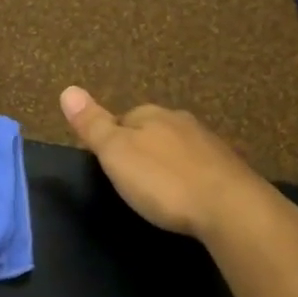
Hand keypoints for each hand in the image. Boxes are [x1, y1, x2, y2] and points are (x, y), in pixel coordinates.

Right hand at [60, 86, 273, 239]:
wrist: (229, 208)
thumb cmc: (163, 180)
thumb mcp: (115, 153)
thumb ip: (92, 124)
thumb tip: (68, 89)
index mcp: (151, 115)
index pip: (123, 118)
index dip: (112, 139)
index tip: (108, 164)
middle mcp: (181, 121)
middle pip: (152, 130)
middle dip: (142, 149)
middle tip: (131, 180)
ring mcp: (209, 144)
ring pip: (178, 148)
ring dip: (167, 163)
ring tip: (159, 190)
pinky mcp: (229, 169)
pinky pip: (200, 168)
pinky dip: (190, 178)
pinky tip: (188, 197)